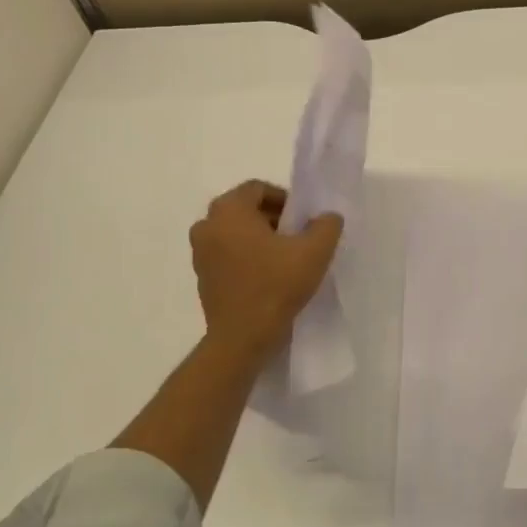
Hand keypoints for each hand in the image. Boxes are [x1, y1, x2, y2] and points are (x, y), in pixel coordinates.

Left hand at [190, 180, 341, 360]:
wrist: (242, 338)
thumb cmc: (276, 286)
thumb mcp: (315, 251)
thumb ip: (326, 225)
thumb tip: (326, 218)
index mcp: (228, 210)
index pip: (258, 188)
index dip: (285, 199)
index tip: (303, 221)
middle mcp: (207, 225)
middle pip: (245, 209)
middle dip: (273, 219)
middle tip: (298, 238)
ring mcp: (200, 253)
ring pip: (236, 233)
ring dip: (260, 239)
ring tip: (286, 259)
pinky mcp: (202, 277)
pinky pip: (228, 255)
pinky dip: (247, 258)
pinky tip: (269, 278)